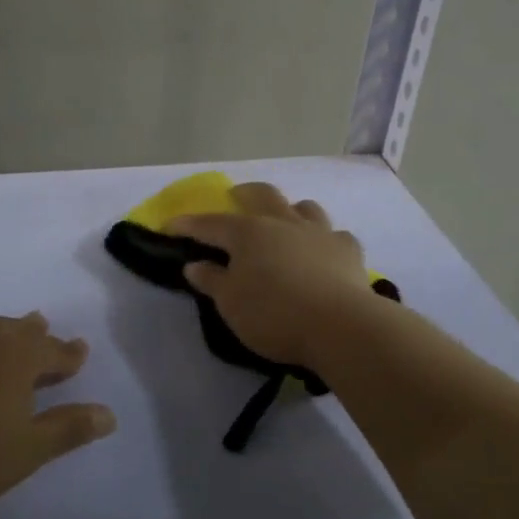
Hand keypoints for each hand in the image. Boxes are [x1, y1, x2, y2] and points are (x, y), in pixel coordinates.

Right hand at [166, 183, 383, 370]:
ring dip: (290, 210)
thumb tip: (194, 264)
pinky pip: (335, 235)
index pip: (211, 223)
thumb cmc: (274, 314)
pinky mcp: (348, 250)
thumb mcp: (230, 304)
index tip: (170, 225)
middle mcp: (284, 223)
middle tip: (236, 196)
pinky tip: (323, 251)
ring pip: (304, 207)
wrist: (339, 325)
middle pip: (263, 195)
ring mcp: (320, 232)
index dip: (188, 224)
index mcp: (249, 233)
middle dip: (245, 193)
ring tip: (284, 219)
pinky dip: (324, 239)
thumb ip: (212, 281)